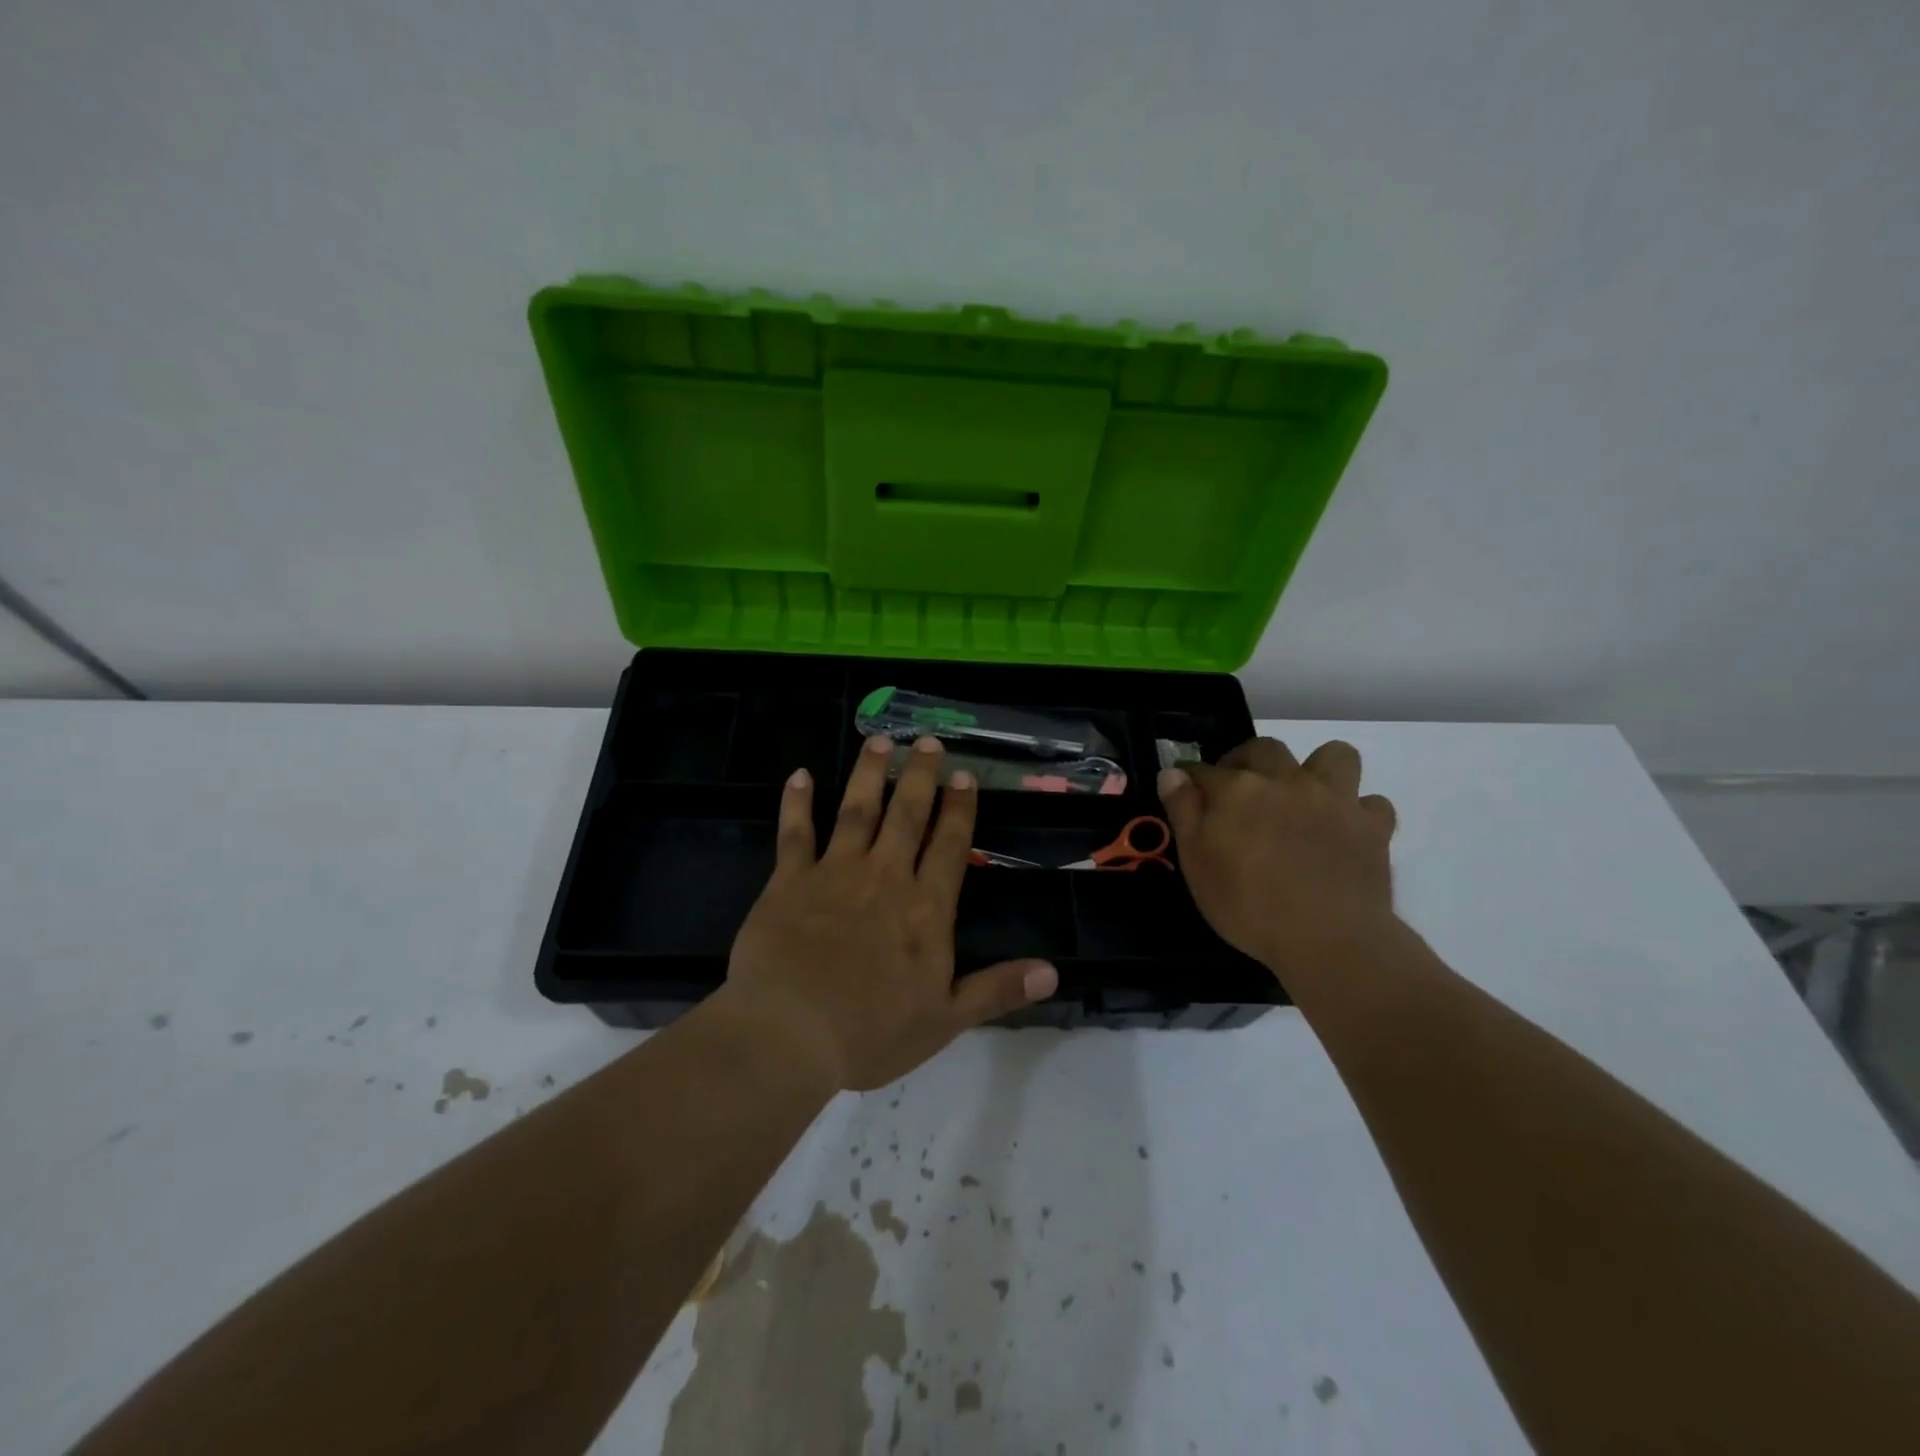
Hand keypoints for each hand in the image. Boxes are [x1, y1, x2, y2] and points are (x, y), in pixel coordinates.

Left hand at [723, 734, 1058, 1090]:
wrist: (790, 1034)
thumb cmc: (872, 1032)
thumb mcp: (946, 1019)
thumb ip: (998, 990)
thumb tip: (1053, 972)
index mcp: (925, 908)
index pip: (950, 845)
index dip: (959, 808)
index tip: (964, 775)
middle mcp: (885, 877)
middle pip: (907, 814)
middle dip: (920, 775)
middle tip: (927, 740)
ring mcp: (835, 873)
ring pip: (857, 811)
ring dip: (869, 774)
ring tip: (878, 741)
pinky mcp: (789, 881)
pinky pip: (795, 833)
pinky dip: (797, 803)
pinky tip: (799, 776)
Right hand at [1157, 738, 1398, 986]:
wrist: (1329, 939)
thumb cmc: (1249, 905)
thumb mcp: (1197, 864)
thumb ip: (1183, 812)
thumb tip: (1172, 772)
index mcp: (1239, 789)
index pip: (1204, 770)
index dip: (1192, 779)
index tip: (1186, 791)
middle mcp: (1287, 780)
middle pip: (1264, 749)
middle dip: (1246, 760)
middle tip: (1239, 790)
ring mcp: (1335, 799)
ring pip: (1334, 756)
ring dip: (1317, 769)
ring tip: (1304, 796)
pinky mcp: (1373, 826)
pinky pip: (1372, 803)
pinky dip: (1357, 811)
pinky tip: (1344, 830)